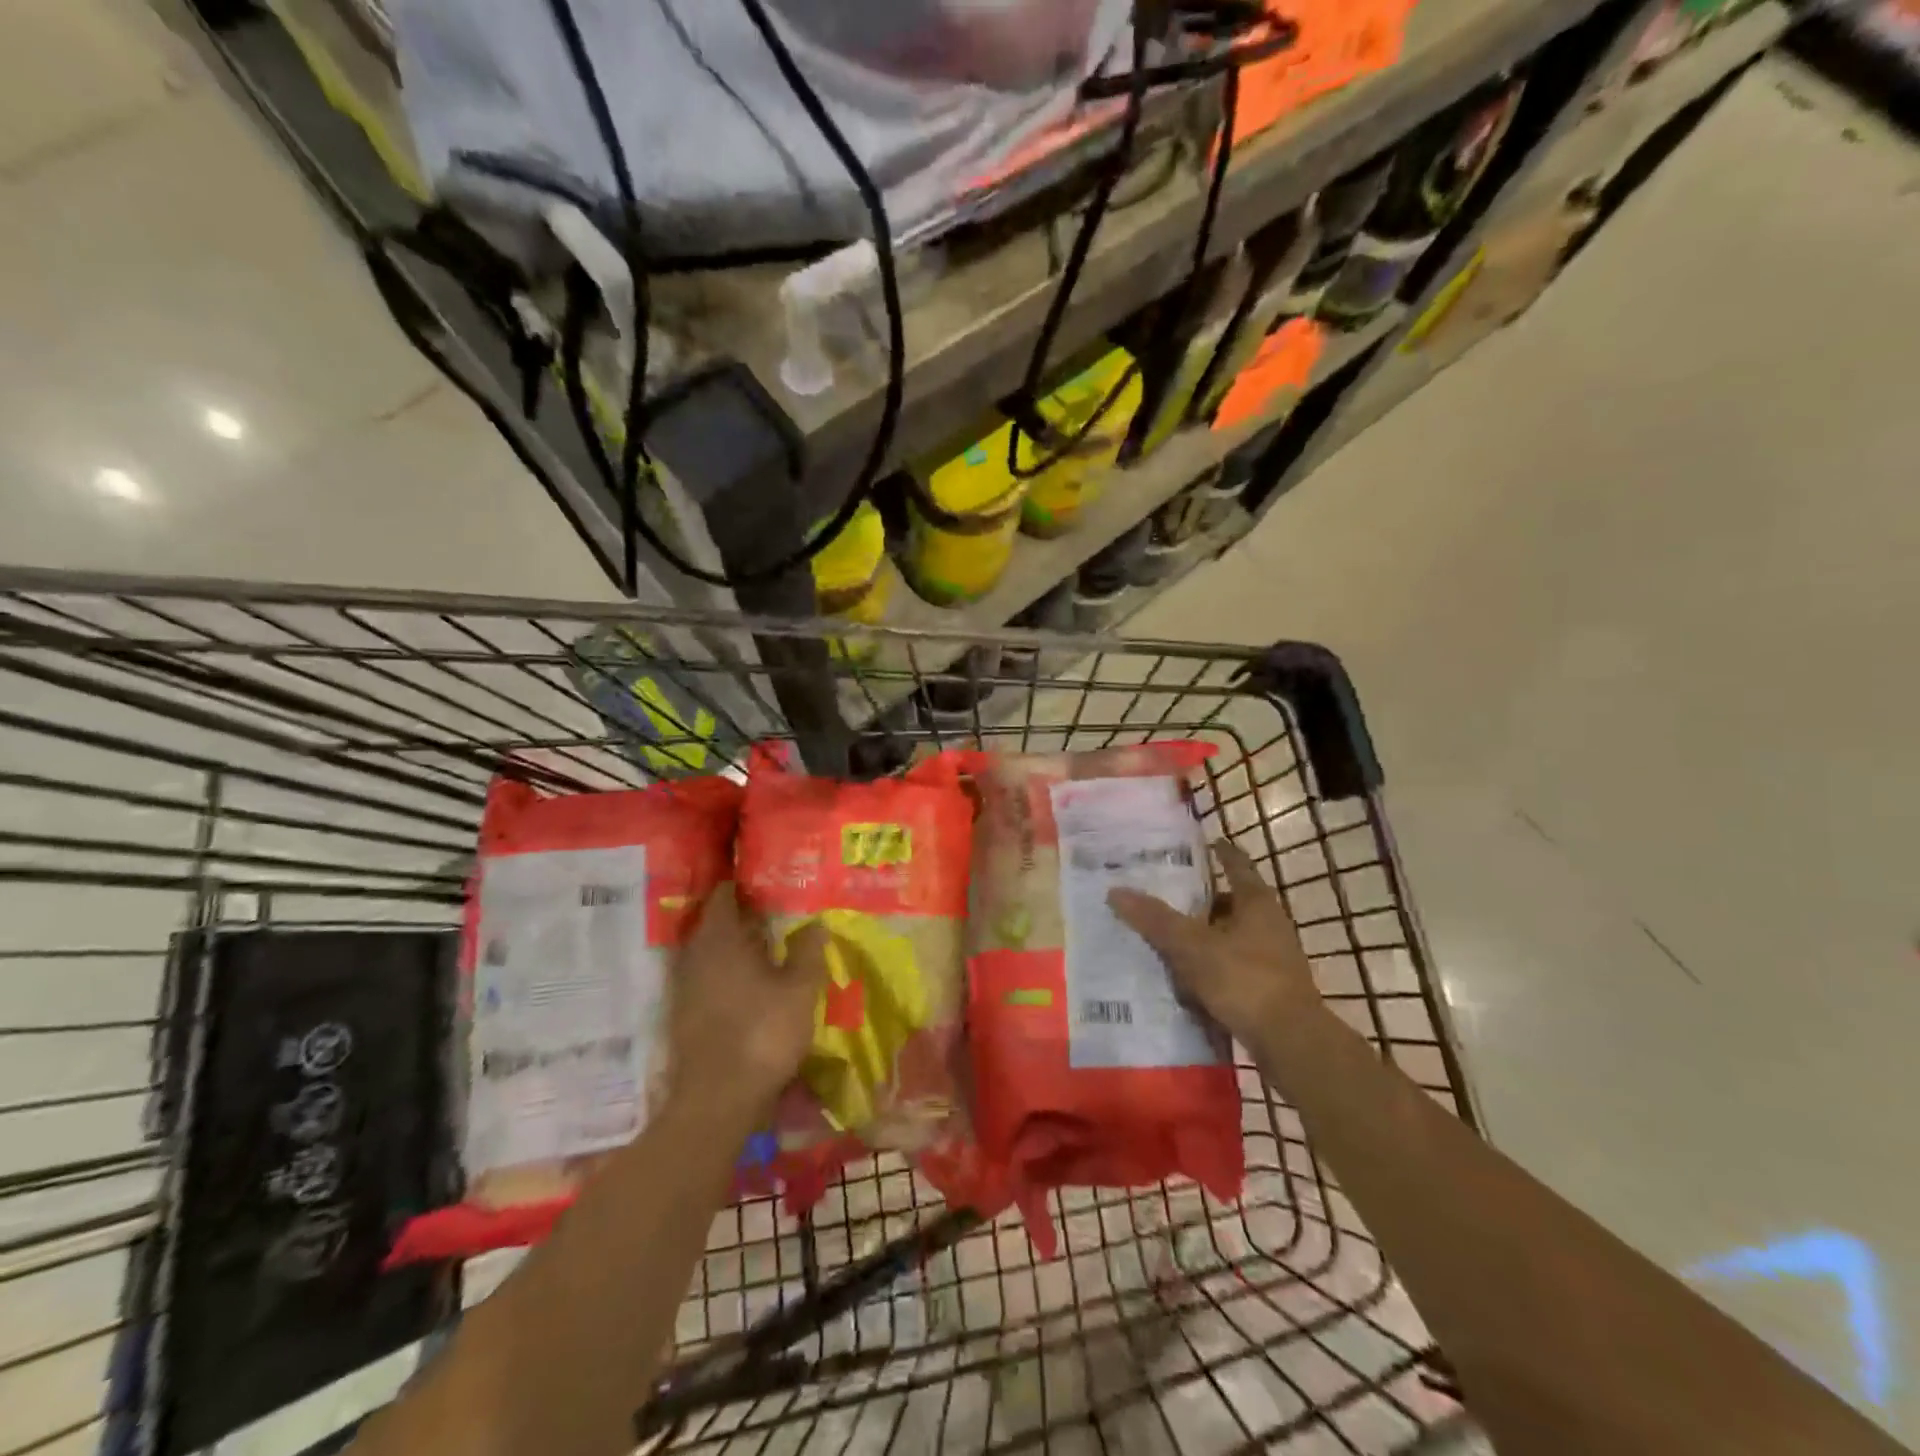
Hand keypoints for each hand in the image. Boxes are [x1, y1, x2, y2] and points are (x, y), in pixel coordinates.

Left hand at [667, 883, 828, 1118]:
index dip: (743, 885)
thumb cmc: (762, 1033)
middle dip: (742, 916)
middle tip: (774, 912)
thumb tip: (815, 922)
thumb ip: (808, 951)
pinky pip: (706, 978)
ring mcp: (684, 987)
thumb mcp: (800, 989)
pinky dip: (725, 973)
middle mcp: (695, 956)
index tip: (767, 881)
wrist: (718, 1100)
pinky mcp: (683, 1015)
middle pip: (715, 923)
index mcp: (720, 939)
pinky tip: (749, 984)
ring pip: (709, 953)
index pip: (723, 896)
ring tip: (766, 946)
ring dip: (733, 947)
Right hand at [1108, 838, 1320, 1051]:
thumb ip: (1155, 919)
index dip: (1220, 853)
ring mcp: (1273, 959)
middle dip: (1201, 900)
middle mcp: (1270, 924)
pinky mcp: (1270, 989)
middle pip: (1232, 903)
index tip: (1204, 843)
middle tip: (1166, 895)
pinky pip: (1233, 967)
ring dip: (1205, 936)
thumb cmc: (1244, 980)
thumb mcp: (1191, 946)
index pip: (1237, 865)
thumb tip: (1116, 891)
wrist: (1291, 1043)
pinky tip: (1186, 978)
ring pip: (1231, 937)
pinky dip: (1211, 966)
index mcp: (1257, 903)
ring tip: (1169, 938)